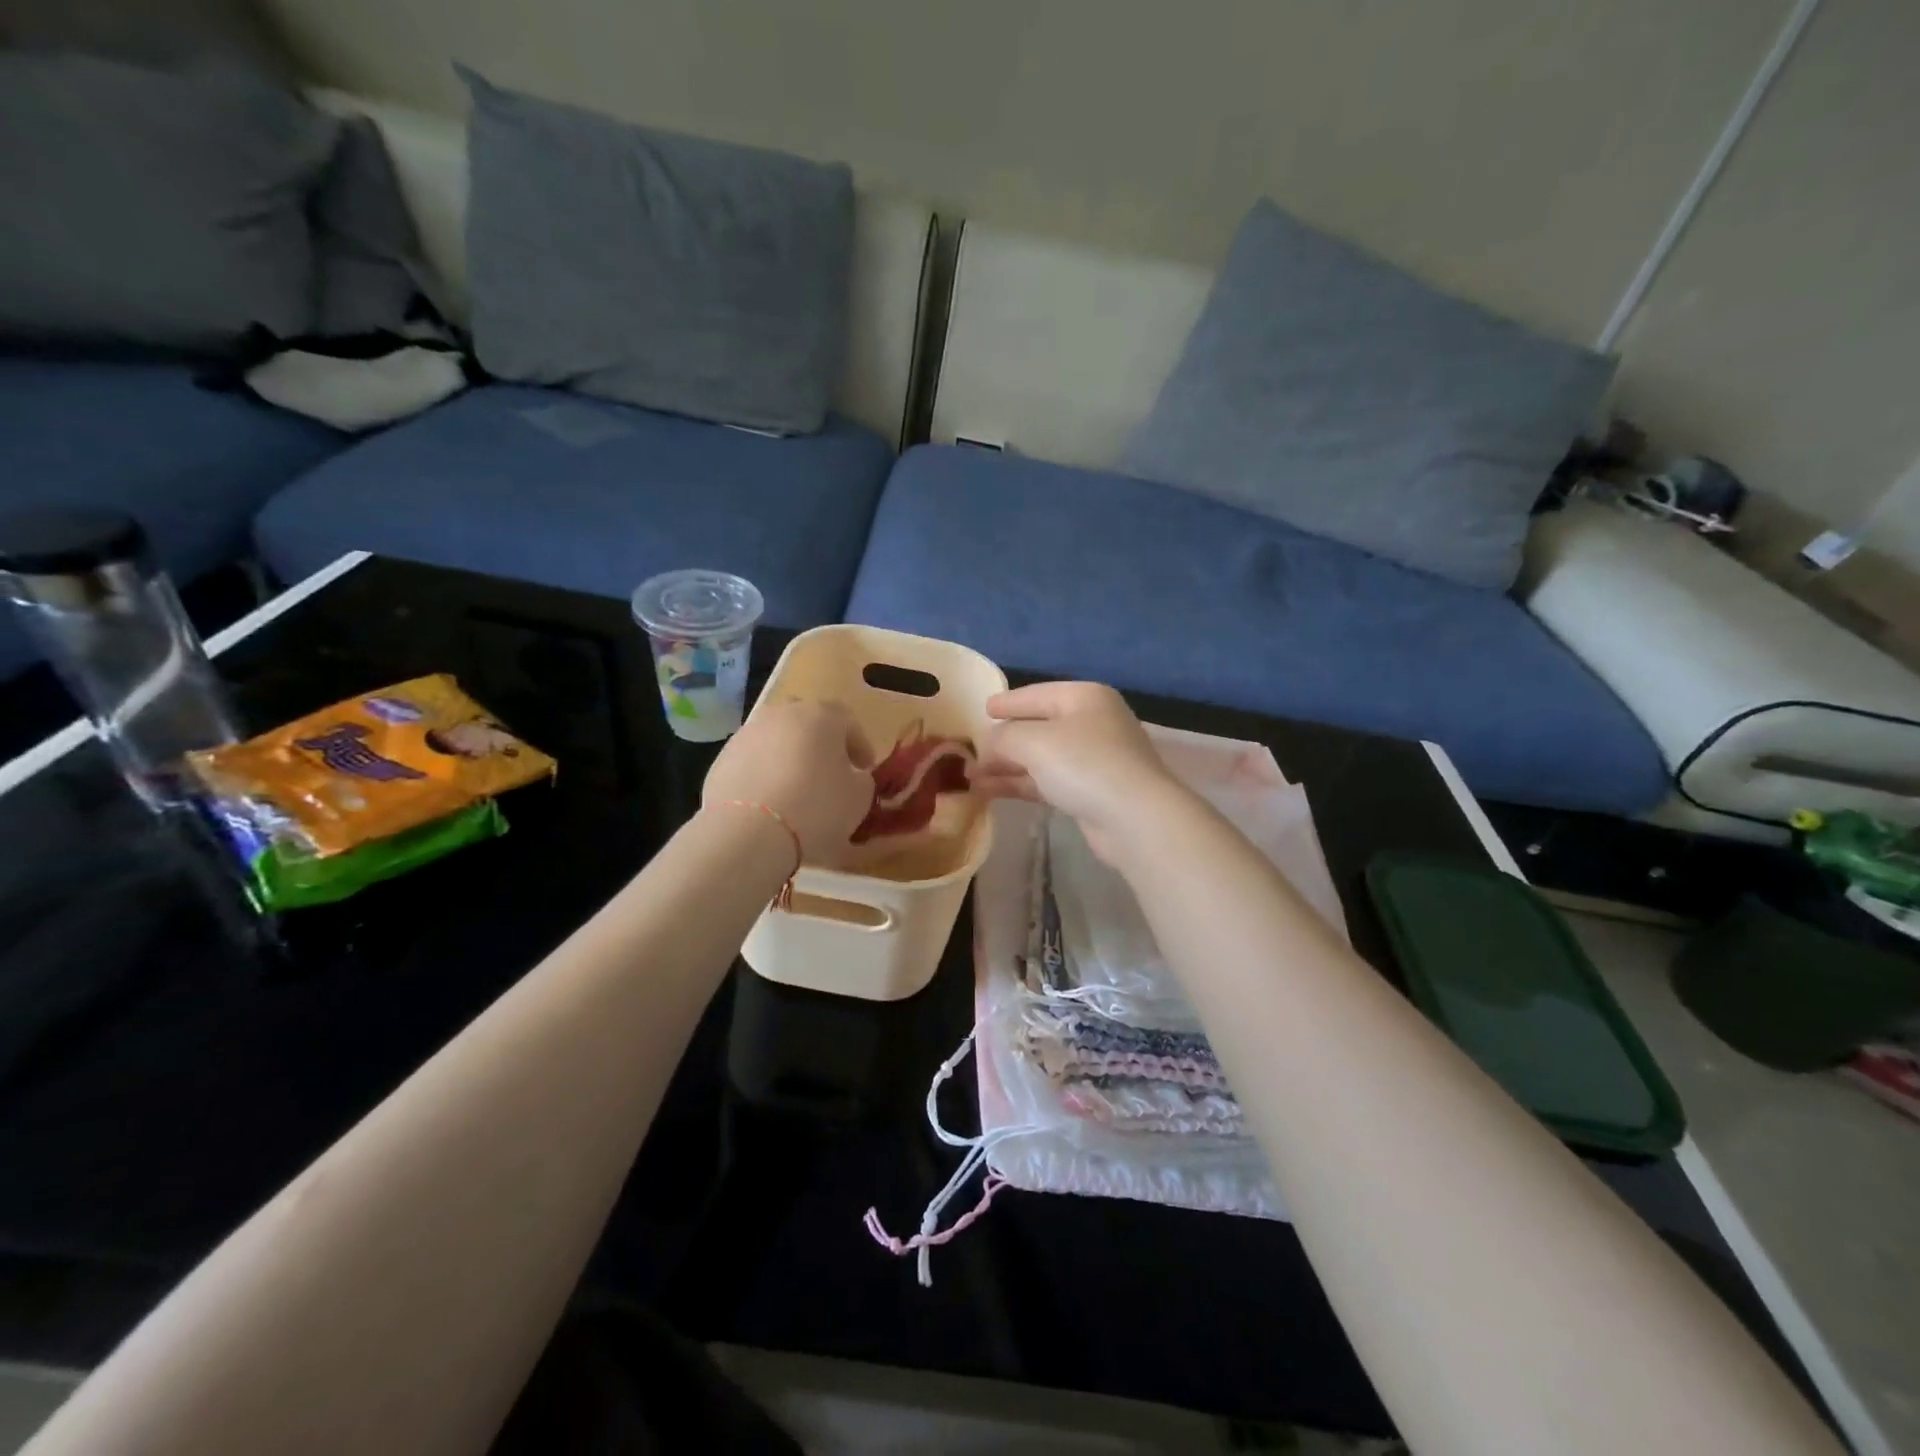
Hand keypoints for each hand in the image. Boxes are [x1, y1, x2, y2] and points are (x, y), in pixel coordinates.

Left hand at [703, 701, 873, 866]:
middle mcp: (782, 714)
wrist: (749, 831)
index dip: (858, 745)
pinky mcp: (722, 758)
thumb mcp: (859, 797)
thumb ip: (860, 780)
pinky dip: (764, 776)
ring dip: (789, 759)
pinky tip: (769, 804)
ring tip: (796, 792)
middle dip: (820, 746)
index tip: (863, 769)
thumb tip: (850, 777)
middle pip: (808, 724)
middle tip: (829, 775)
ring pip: (777, 741)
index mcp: (821, 715)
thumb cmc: (817, 807)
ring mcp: (747, 734)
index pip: (847, 720)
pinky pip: (753, 762)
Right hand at [972, 682, 1185, 863]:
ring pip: (1041, 757)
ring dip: (1007, 766)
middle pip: (1039, 726)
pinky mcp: (1092, 791)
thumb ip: (1004, 736)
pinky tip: (991, 791)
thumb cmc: (1084, 764)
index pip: (1036, 694)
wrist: (1135, 818)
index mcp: (1084, 697)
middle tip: (971, 750)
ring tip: (971, 777)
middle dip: (1003, 741)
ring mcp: (1095, 759)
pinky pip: (1049, 781)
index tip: (983, 709)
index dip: (1008, 702)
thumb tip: (989, 743)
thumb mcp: (1033, 741)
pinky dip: (1021, 784)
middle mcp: (1092, 722)